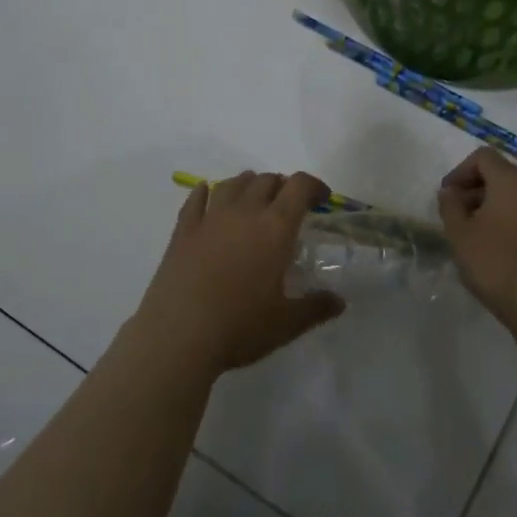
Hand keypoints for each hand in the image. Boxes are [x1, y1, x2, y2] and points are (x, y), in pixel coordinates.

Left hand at [135, 171, 343, 376]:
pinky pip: (195, 199)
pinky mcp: (182, 231)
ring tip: (253, 198)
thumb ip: (316, 307)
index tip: (321, 200)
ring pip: (232, 183)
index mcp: (275, 227)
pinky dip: (205, 192)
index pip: (300, 186)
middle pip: (267, 180)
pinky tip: (206, 194)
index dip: (314, 186)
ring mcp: (210, 218)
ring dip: (248, 184)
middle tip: (288, 207)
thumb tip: (339, 302)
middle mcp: (245, 212)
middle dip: (282, 186)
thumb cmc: (239, 327)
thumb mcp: (286, 323)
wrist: (177, 336)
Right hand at [438, 149, 516, 330]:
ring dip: (492, 205)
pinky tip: (497, 247)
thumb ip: (450, 206)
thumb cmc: (496, 263)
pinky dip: (510, 219)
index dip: (460, 171)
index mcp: (512, 181)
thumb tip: (450, 192)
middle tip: (457, 215)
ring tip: (475, 233)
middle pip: (501, 173)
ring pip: (516, 195)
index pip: (483, 157)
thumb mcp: (460, 234)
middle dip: (475, 188)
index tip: (447, 196)